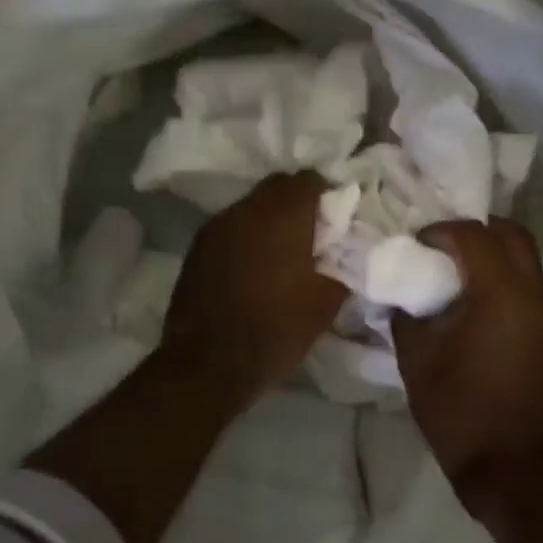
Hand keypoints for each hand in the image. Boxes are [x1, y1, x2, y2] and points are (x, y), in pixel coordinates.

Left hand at [158, 172, 348, 405]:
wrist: (209, 363)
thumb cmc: (277, 329)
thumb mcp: (327, 302)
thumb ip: (342, 265)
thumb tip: (344, 252)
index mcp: (283, 215)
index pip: (308, 179)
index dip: (325, 194)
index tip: (335, 219)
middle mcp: (247, 209)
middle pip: (277, 187)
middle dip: (296, 202)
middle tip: (311, 234)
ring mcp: (216, 226)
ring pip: (251, 206)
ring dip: (268, 219)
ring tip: (280, 252)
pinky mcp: (197, 248)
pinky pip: (230, 228)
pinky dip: (245, 237)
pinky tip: (252, 267)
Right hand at [391, 219, 542, 514]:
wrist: (507, 464)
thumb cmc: (457, 409)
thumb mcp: (416, 357)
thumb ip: (406, 313)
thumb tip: (402, 291)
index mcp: (499, 294)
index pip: (474, 236)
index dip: (441, 231)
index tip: (417, 244)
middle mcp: (531, 294)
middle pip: (512, 234)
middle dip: (476, 229)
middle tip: (442, 244)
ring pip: (525, 257)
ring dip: (492, 251)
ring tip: (455, 269)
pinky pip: (527, 283)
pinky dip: (503, 274)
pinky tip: (472, 297)